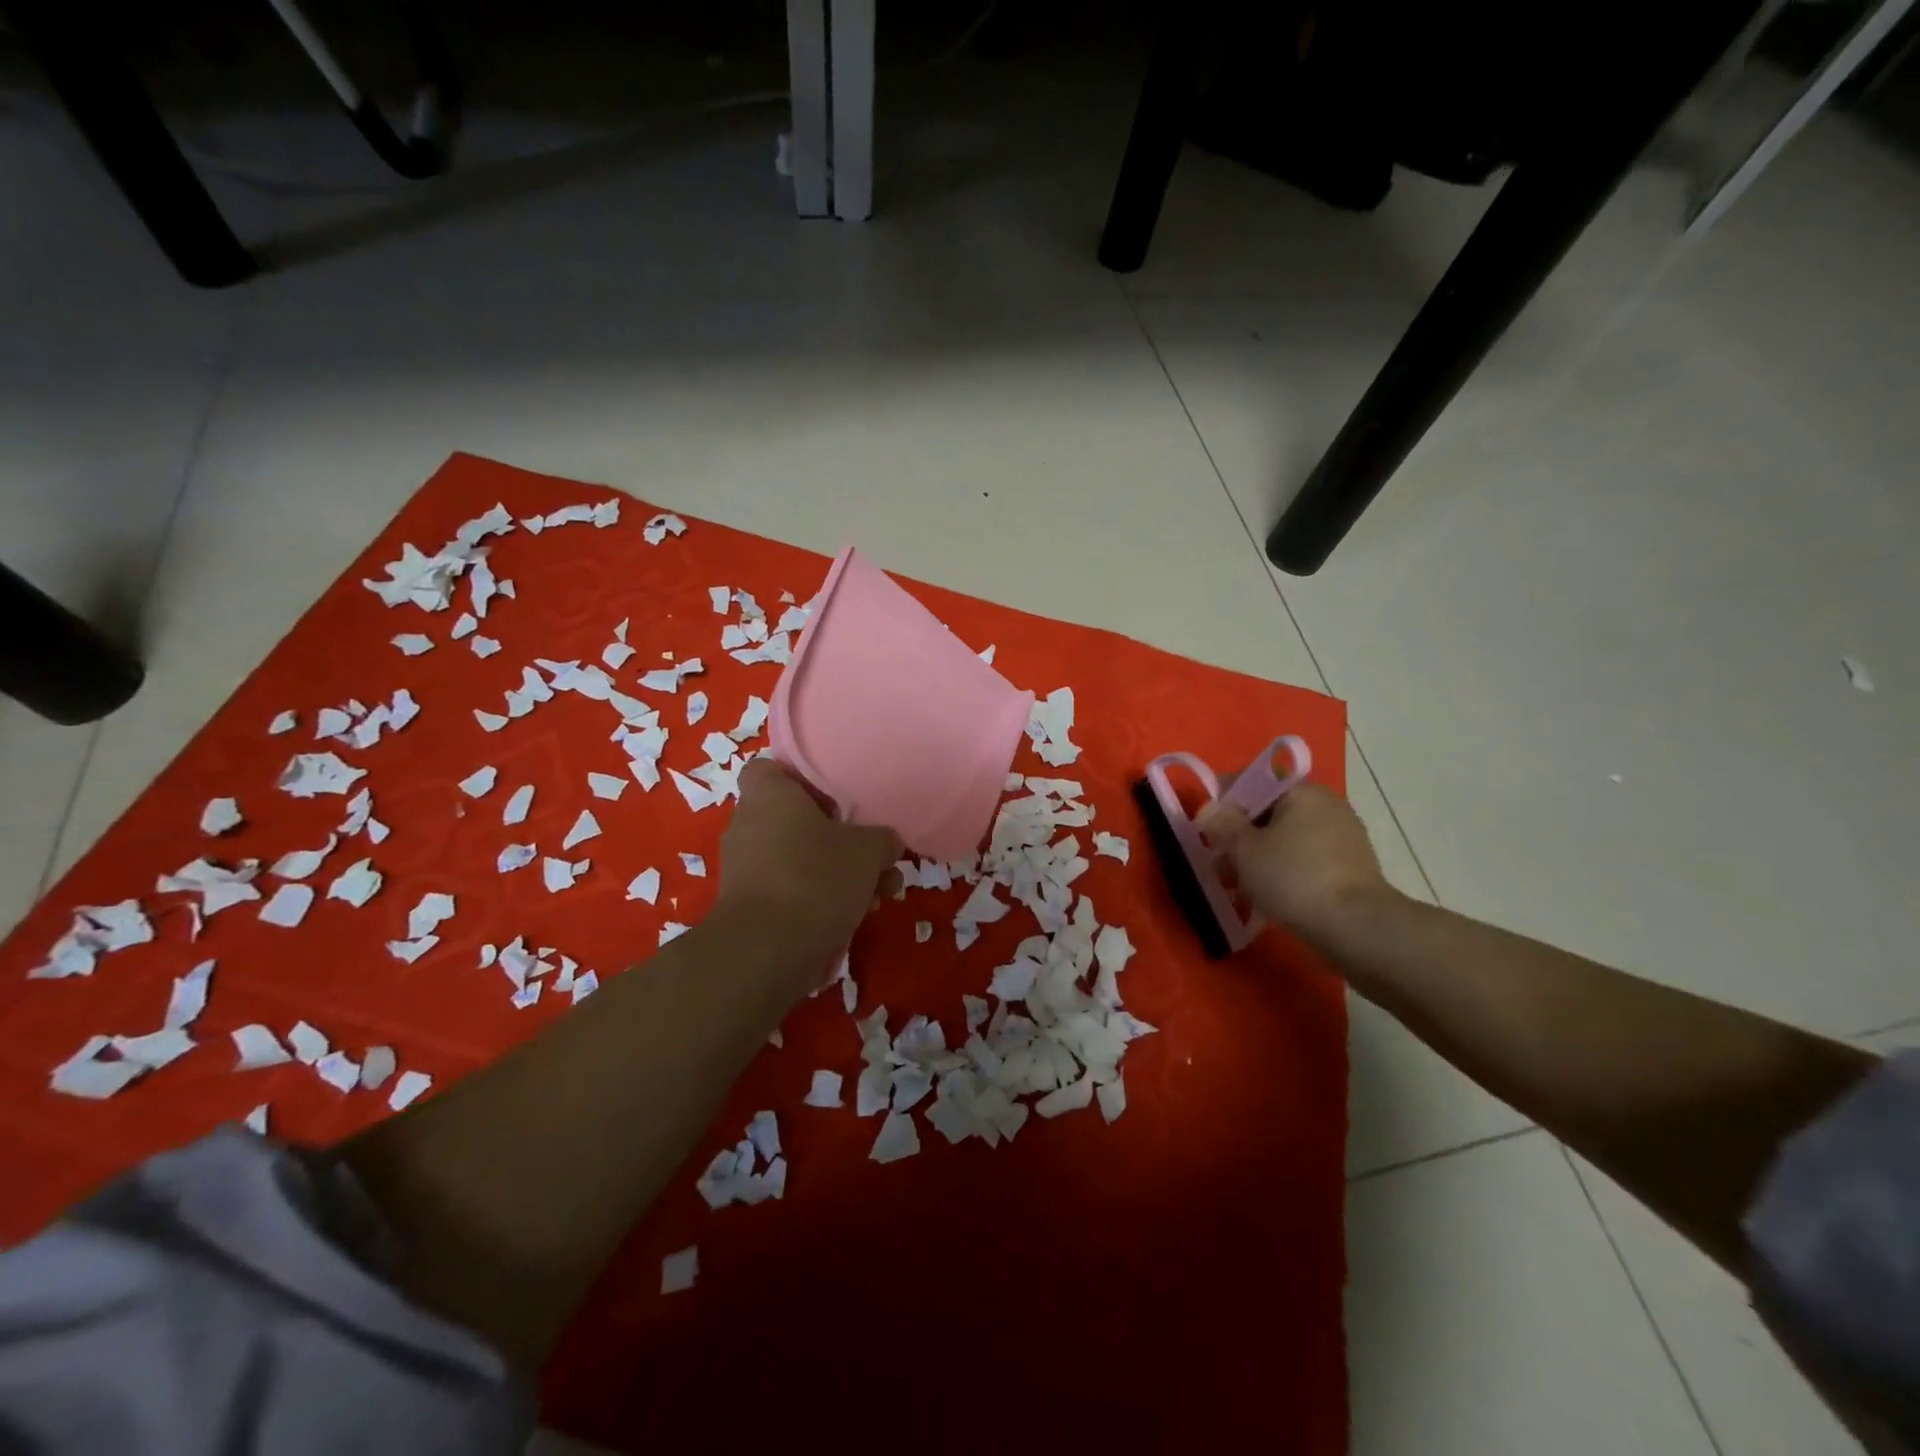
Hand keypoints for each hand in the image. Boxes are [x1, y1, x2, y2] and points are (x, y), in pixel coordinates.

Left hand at [715, 758, 901, 967]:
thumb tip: (885, 844)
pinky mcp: (750, 907)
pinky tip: (856, 918)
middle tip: (872, 855)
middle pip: (797, 820)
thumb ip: (882, 839)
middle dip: (840, 839)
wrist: (765, 952)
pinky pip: (792, 890)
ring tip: (880, 895)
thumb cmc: (815, 878)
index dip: (803, 778)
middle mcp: (748, 825)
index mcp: (768, 795)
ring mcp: (746, 868)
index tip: (835, 797)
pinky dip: (820, 900)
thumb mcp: (868, 850)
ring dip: (839, 874)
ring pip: (801, 859)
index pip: (771, 768)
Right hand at [1196, 781, 1394, 946]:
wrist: (1357, 927)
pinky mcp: (1350, 866)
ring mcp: (1342, 836)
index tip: (1206, 828)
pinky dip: (1283, 870)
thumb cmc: (1293, 878)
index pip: (1253, 781)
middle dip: (1239, 835)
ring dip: (1258, 856)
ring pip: (1285, 838)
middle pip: (1269, 812)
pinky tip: (1268, 896)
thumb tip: (1208, 808)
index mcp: (1301, 791)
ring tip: (1238, 887)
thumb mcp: (1244, 849)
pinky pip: (1304, 859)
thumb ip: (1222, 823)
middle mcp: (1326, 805)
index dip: (1223, 801)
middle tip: (1219, 863)